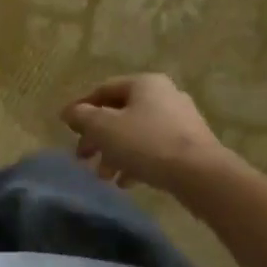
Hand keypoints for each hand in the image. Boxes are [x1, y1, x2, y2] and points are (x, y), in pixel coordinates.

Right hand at [61, 74, 237, 199]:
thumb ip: (82, 117)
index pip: (103, 90)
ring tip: (103, 176)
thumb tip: (70, 112)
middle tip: (82, 156)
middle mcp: (164, 95)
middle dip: (97, 137)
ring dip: (114, 153)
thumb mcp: (103, 128)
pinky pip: (154, 149)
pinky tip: (126, 182)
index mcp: (144, 83)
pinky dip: (135, 161)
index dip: (81, 108)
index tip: (66, 128)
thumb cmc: (146, 143)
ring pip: (135, 133)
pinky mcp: (190, 145)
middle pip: (119, 114)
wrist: (200, 174)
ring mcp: (180, 121)